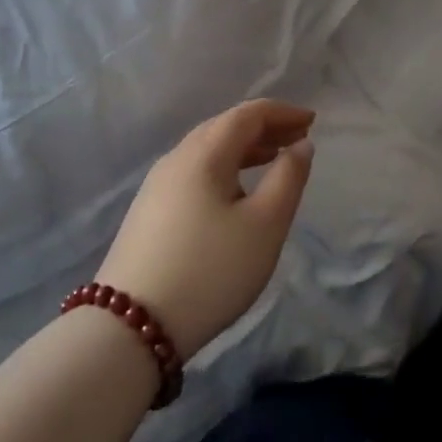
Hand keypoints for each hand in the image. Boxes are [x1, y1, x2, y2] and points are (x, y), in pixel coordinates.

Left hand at [96, 100, 314, 360]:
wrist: (130, 329)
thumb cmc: (210, 270)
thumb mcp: (265, 225)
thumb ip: (288, 177)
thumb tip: (300, 144)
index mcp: (204, 153)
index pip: (247, 114)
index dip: (282, 112)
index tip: (311, 120)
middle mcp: (176, 159)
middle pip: (224, 127)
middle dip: (264, 128)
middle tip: (297, 138)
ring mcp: (156, 186)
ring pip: (207, 151)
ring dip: (244, 148)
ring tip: (273, 159)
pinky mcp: (148, 213)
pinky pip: (194, 172)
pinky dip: (224, 168)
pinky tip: (235, 193)